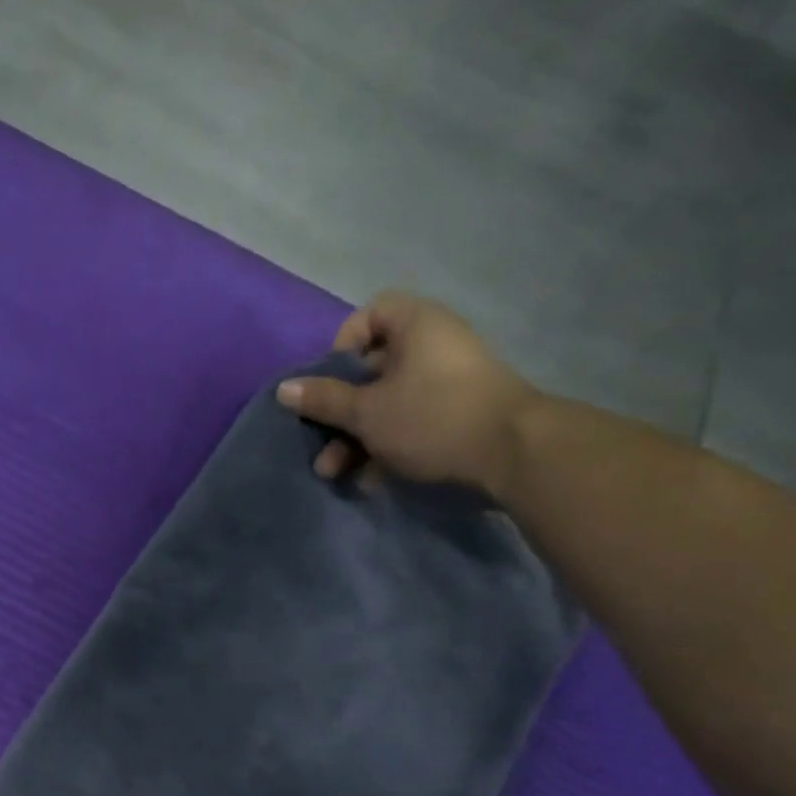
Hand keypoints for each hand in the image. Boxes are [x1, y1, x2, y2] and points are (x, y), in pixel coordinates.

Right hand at [276, 292, 543, 497]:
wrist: (512, 454)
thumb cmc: (431, 418)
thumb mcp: (367, 411)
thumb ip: (324, 400)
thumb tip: (283, 389)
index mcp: (416, 327)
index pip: (371, 314)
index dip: (343, 345)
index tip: (329, 381)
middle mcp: (433, 348)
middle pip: (371, 370)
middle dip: (339, 412)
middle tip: (320, 442)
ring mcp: (447, 384)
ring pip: (387, 405)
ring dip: (355, 440)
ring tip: (335, 473)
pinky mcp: (456, 417)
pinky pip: (410, 425)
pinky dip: (386, 449)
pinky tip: (369, 481)